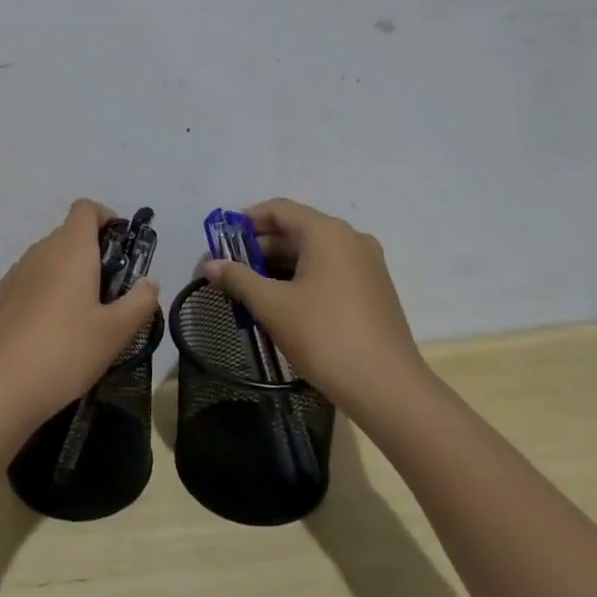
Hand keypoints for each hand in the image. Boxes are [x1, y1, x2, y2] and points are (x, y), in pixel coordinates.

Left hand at [0, 200, 160, 440]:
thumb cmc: (65, 352)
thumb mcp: (116, 332)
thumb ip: (140, 302)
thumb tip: (149, 282)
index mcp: (70, 250)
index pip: (85, 208)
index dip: (107, 217)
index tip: (123, 247)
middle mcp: (40, 252)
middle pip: (69, 234)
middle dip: (94, 253)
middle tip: (113, 293)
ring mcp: (15, 274)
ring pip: (49, 259)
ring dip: (70, 274)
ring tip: (85, 317)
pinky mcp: (0, 299)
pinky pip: (32, 281)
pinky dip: (48, 292)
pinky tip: (54, 332)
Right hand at [199, 198, 426, 403]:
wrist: (387, 387)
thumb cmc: (324, 336)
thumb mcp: (272, 306)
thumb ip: (238, 279)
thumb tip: (209, 264)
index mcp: (327, 232)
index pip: (279, 209)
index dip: (246, 220)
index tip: (221, 241)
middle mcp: (351, 239)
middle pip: (296, 229)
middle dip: (260, 247)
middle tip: (230, 270)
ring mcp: (367, 265)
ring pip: (313, 252)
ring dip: (279, 265)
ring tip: (250, 289)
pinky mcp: (373, 289)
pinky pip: (330, 270)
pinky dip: (302, 277)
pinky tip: (282, 303)